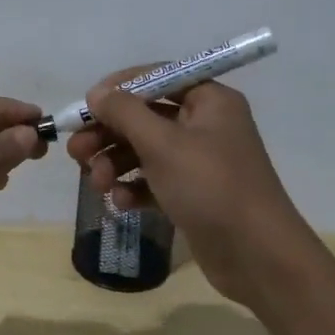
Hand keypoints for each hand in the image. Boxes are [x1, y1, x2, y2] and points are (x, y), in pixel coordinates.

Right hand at [65, 72, 315, 306]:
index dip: (118, 89)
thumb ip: (125, 113)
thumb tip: (97, 93)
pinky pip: (155, 181)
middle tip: (77, 152)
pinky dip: (135, 187)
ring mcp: (199, 161)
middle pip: (145, 117)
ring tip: (97, 183)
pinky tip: (121, 203)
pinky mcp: (193, 194)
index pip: (157, 77)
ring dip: (116, 163)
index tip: (86, 107)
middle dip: (109, 134)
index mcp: (209, 100)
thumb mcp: (163, 144)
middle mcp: (205, 125)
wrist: (258, 256)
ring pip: (145, 151)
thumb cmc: (211, 186)